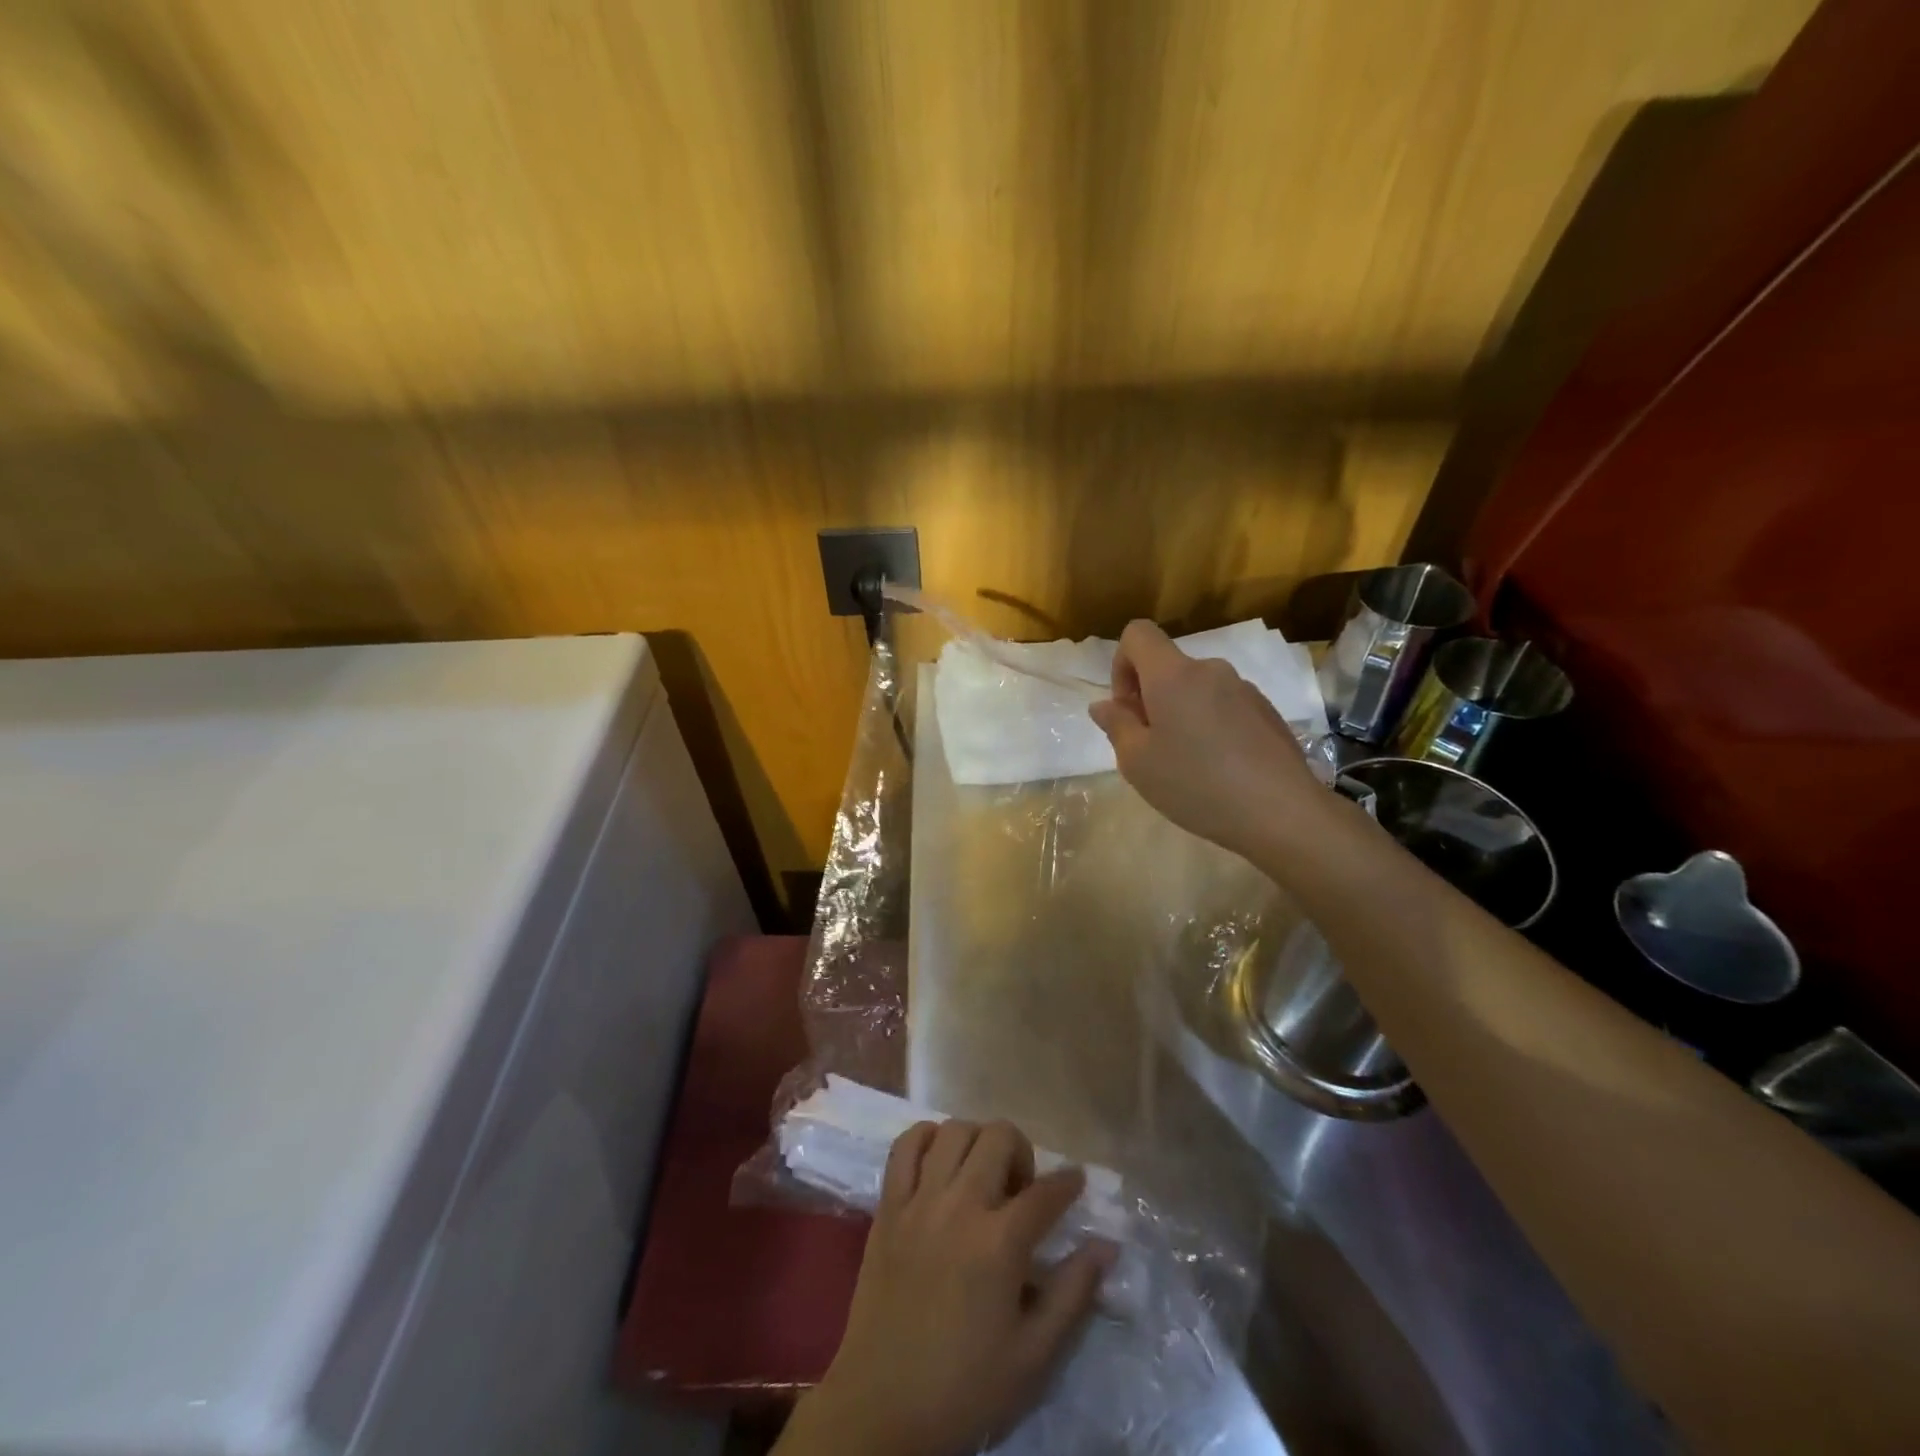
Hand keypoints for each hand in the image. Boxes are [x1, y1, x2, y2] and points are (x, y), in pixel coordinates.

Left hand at [779, 1120, 1113, 1455]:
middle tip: (1020, 1189)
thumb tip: (1106, 1246)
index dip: (1068, 1182)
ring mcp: (919, 1200)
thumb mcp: (1033, 1356)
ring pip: (954, 1130)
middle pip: (998, 1137)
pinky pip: (905, 1145)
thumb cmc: (964, 1387)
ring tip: (980, 1176)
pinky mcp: (887, 1205)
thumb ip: (1073, 1293)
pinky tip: (938, 1162)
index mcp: (1000, 1243)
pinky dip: (926, 1139)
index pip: (1046, 1192)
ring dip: (976, 1142)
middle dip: (1021, 1152)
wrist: (882, 1407)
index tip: (1076, 1181)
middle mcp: (960, 1205)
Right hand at [1089, 619, 1326, 860]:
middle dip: (1150, 698)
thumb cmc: (1196, 784)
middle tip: (1151, 748)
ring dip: (1181, 714)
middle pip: (1167, 667)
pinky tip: (1220, 769)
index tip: (1127, 709)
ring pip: (1196, 690)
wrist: (1282, 812)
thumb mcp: (1138, 762)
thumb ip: (1116, 725)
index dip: (1121, 664)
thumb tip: (1104, 704)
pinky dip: (1210, 726)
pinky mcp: (1267, 711)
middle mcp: (1210, 670)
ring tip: (1187, 764)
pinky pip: (1224, 707)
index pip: (1138, 634)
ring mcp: (1244, 689)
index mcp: (1173, 675)